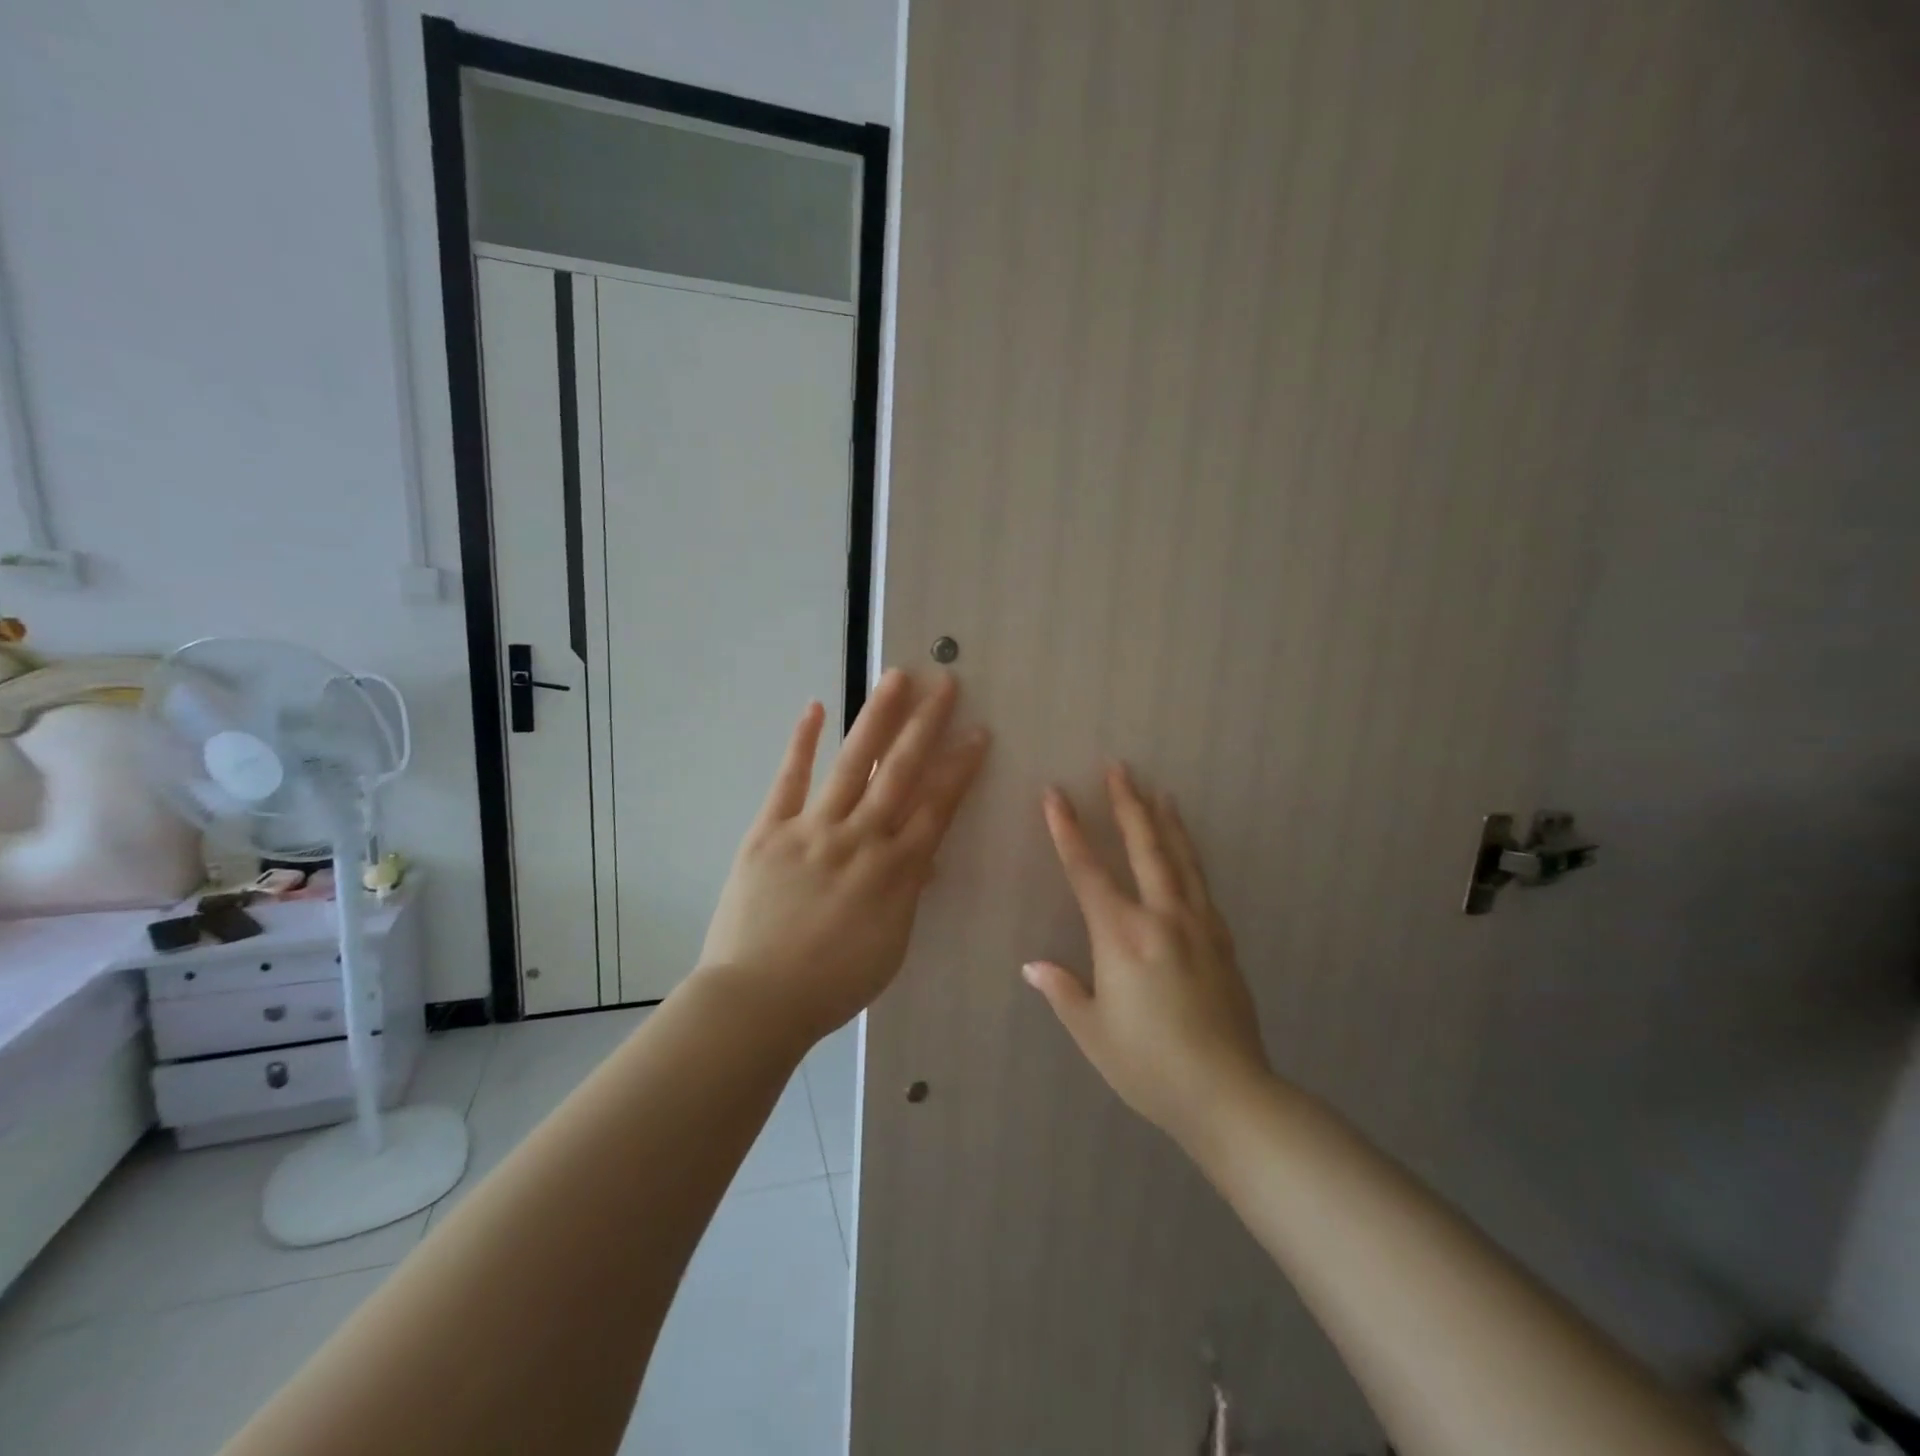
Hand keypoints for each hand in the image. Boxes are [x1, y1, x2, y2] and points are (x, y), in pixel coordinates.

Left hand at [699, 670, 989, 1041]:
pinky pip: (788, 780)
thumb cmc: (832, 984)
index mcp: (895, 871)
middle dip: (927, 725)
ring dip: (877, 718)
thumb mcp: (891, 947)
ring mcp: (812, 830)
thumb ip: (908, 895)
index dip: (960, 767)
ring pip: (853, 764)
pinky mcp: (769, 831)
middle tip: (946, 683)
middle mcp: (860, 839)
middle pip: (901, 772)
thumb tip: (924, 858)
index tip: (977, 732)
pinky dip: (802, 743)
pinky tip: (816, 708)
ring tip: (897, 678)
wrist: (757, 1000)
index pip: (937, 807)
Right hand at [1026, 764, 1270, 1141]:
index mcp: (1122, 937)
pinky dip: (1190, 856)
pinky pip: (1202, 884)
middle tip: (1118, 768)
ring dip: (1165, 821)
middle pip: (1143, 847)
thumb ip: (1063, 991)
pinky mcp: (1223, 941)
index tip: (1054, 794)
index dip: (1067, 830)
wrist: (1229, 1094)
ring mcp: (1198, 925)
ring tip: (1158, 790)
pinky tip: (1187, 851)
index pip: (1087, 871)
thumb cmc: (1149, 1067)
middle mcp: (1161, 918)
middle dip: (1126, 804)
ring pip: (1180, 858)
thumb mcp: (1093, 1033)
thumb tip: (1033, 966)